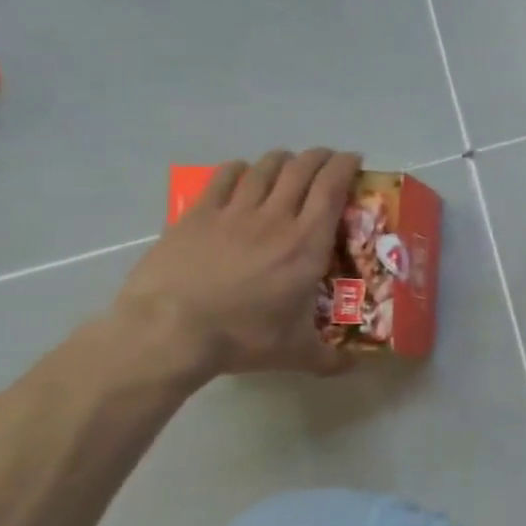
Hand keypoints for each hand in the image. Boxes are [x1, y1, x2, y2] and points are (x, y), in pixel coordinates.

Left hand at [110, 149, 361, 383]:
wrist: (170, 331)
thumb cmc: (243, 337)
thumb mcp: (296, 353)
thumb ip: (328, 359)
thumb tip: (352, 368)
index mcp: (308, 244)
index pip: (332, 188)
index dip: (346, 167)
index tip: (354, 160)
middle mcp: (276, 219)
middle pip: (302, 170)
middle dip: (319, 157)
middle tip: (329, 160)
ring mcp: (233, 213)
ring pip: (265, 168)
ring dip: (283, 160)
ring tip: (291, 163)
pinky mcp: (197, 215)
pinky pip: (224, 178)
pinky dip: (240, 169)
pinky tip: (244, 172)